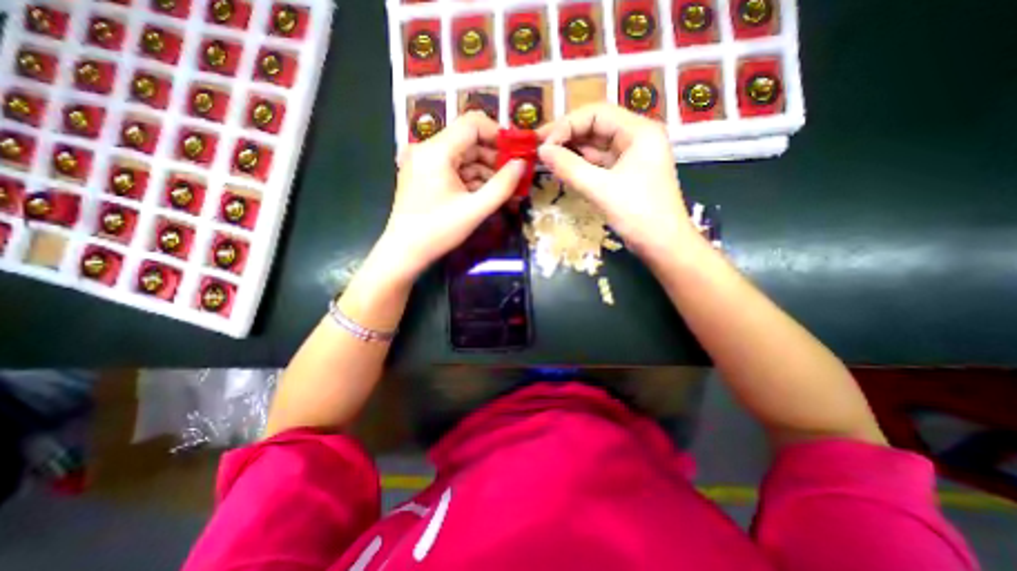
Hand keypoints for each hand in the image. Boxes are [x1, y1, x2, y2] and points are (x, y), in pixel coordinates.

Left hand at [377, 112, 527, 280]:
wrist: (404, 252)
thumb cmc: (438, 231)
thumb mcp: (475, 210)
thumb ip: (502, 185)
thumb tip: (522, 164)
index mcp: (436, 151)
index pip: (472, 124)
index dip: (498, 134)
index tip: (516, 153)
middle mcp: (427, 149)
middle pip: (468, 141)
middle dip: (493, 157)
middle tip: (514, 176)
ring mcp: (423, 162)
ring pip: (461, 156)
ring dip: (484, 170)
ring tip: (503, 189)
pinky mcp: (423, 174)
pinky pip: (452, 168)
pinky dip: (470, 178)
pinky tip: (484, 193)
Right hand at [540, 102, 699, 258]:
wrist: (663, 245)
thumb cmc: (639, 214)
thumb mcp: (601, 189)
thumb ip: (570, 168)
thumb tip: (542, 151)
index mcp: (639, 131)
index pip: (596, 114)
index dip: (566, 125)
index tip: (543, 144)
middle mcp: (636, 138)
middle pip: (596, 126)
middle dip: (566, 135)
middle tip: (539, 147)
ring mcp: (631, 157)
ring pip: (596, 146)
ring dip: (571, 150)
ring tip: (546, 158)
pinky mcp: (625, 174)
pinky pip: (599, 163)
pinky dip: (580, 165)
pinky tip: (563, 168)